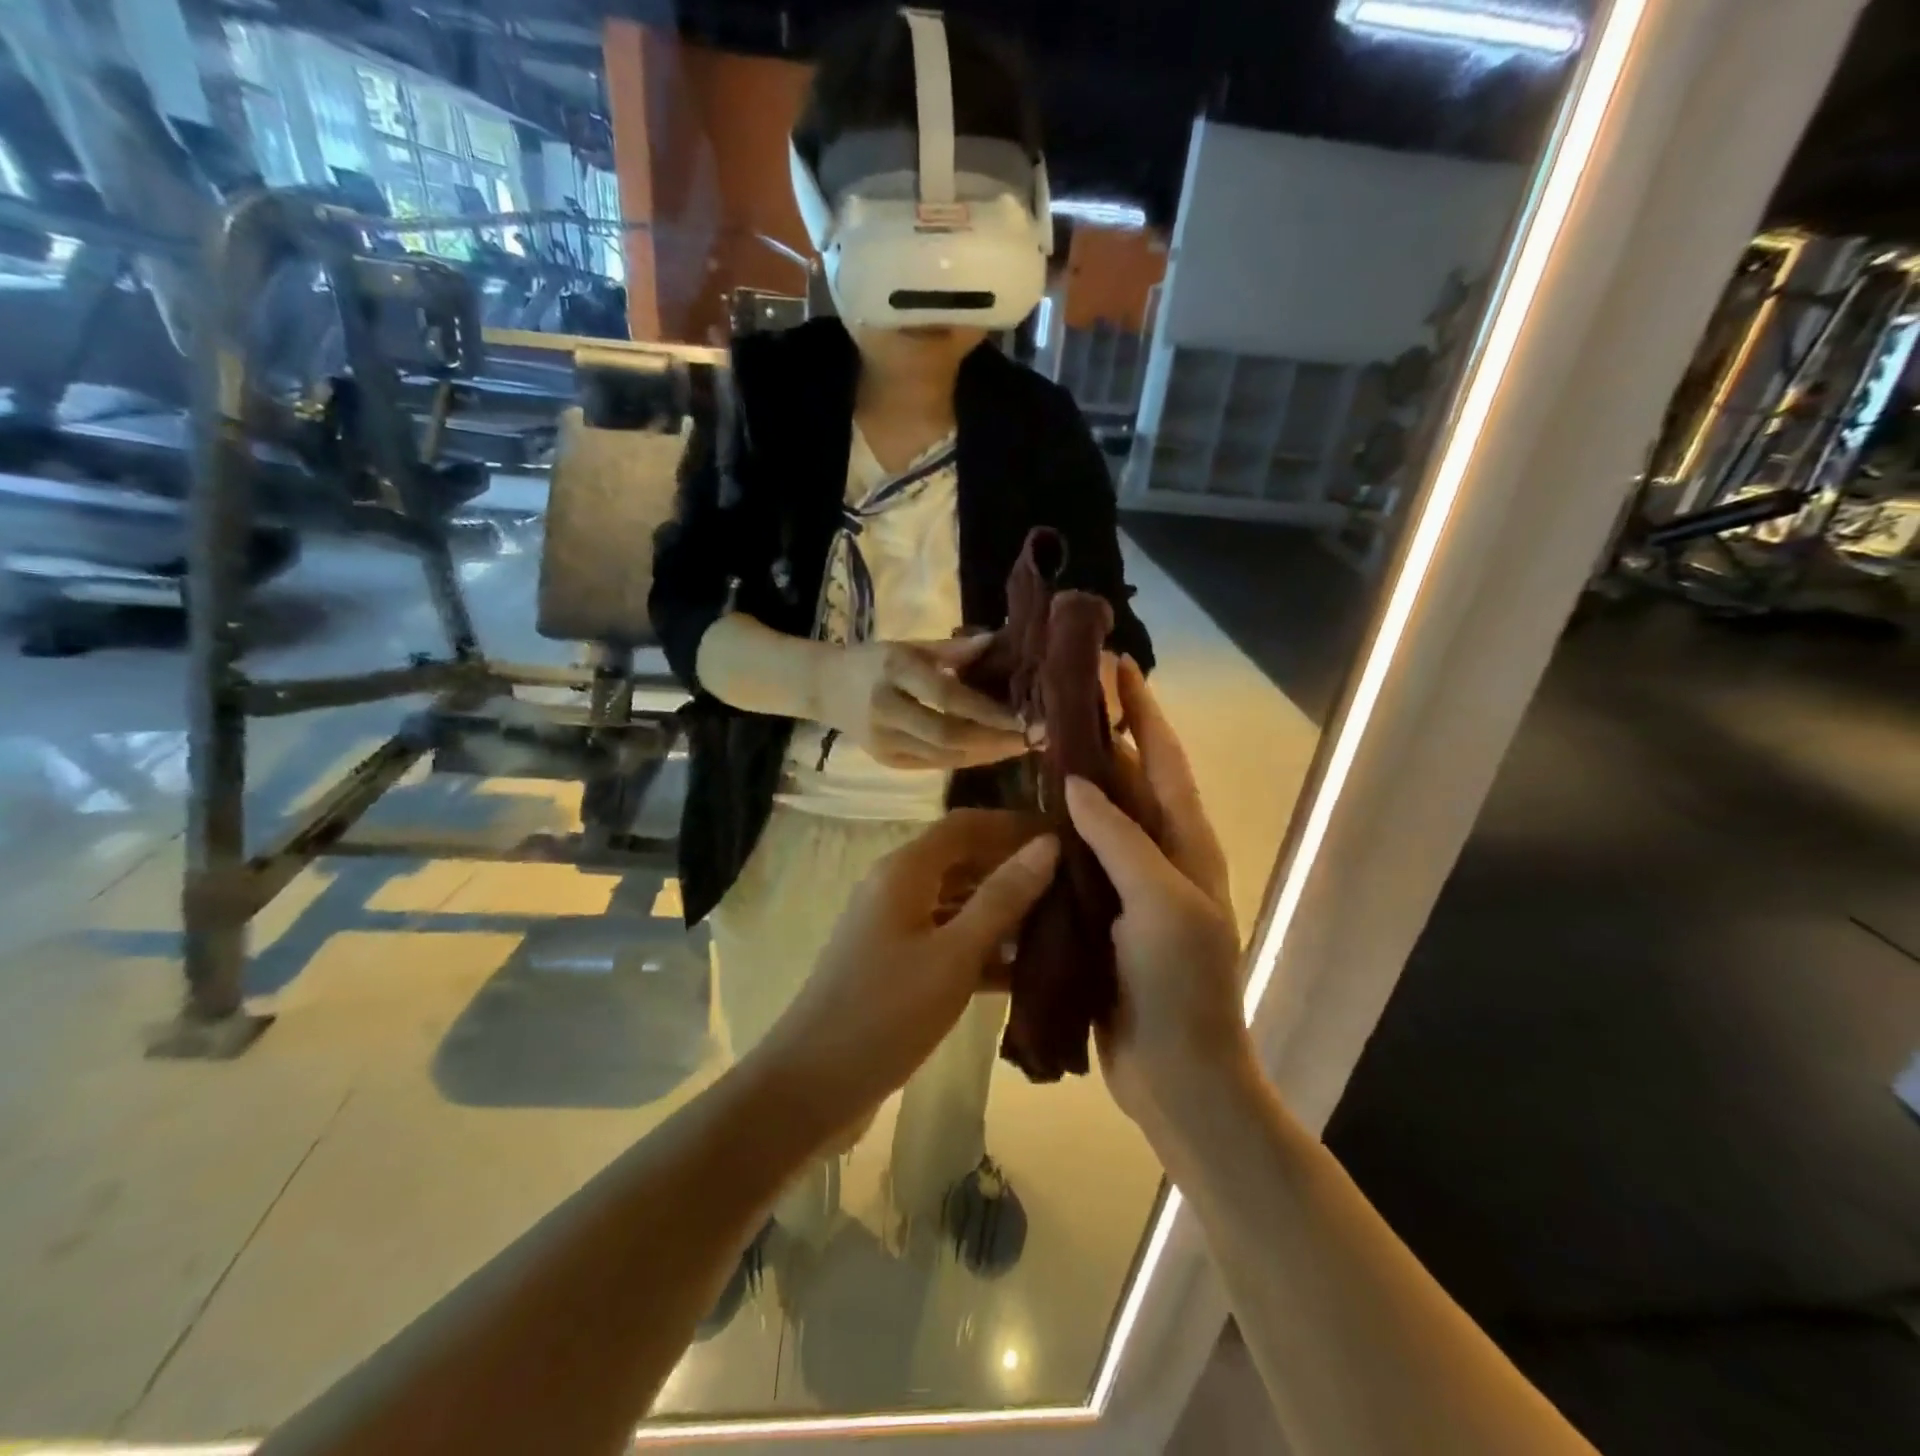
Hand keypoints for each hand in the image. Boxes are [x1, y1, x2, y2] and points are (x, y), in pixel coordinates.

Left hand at [746, 810, 1058, 1144]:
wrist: (811, 1084)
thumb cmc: (886, 1012)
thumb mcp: (953, 955)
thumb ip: (1002, 898)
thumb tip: (1048, 844)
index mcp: (905, 871)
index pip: (966, 824)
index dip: (1013, 824)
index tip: (1063, 836)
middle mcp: (896, 886)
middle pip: (962, 859)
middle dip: (1012, 866)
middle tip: (1071, 882)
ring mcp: (894, 926)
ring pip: (957, 901)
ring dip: (1002, 908)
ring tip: (1060, 921)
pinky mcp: (897, 963)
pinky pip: (947, 938)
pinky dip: (982, 946)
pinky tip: (1025, 969)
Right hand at [817, 637, 1029, 769]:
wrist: (825, 689)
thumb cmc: (873, 660)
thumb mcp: (910, 645)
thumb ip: (952, 649)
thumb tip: (998, 643)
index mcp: (893, 671)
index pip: (945, 696)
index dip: (986, 711)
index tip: (1022, 717)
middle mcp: (887, 710)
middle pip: (948, 735)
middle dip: (994, 741)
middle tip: (1031, 740)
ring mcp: (884, 742)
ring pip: (944, 757)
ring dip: (986, 755)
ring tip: (1019, 748)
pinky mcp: (887, 762)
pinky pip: (935, 765)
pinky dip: (966, 760)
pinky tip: (990, 753)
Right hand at [1066, 659, 1252, 1140]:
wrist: (1178, 1076)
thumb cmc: (1181, 986)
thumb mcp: (1160, 904)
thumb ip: (1121, 839)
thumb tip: (1077, 781)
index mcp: (1188, 844)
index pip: (1165, 760)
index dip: (1144, 711)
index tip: (1118, 666)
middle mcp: (1162, 856)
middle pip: (1133, 781)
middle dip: (1106, 737)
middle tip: (1064, 698)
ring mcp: (1132, 886)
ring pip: (1102, 819)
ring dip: (1077, 782)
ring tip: (1037, 746)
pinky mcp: (1103, 915)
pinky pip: (1080, 860)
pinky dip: (1058, 833)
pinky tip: (1025, 819)